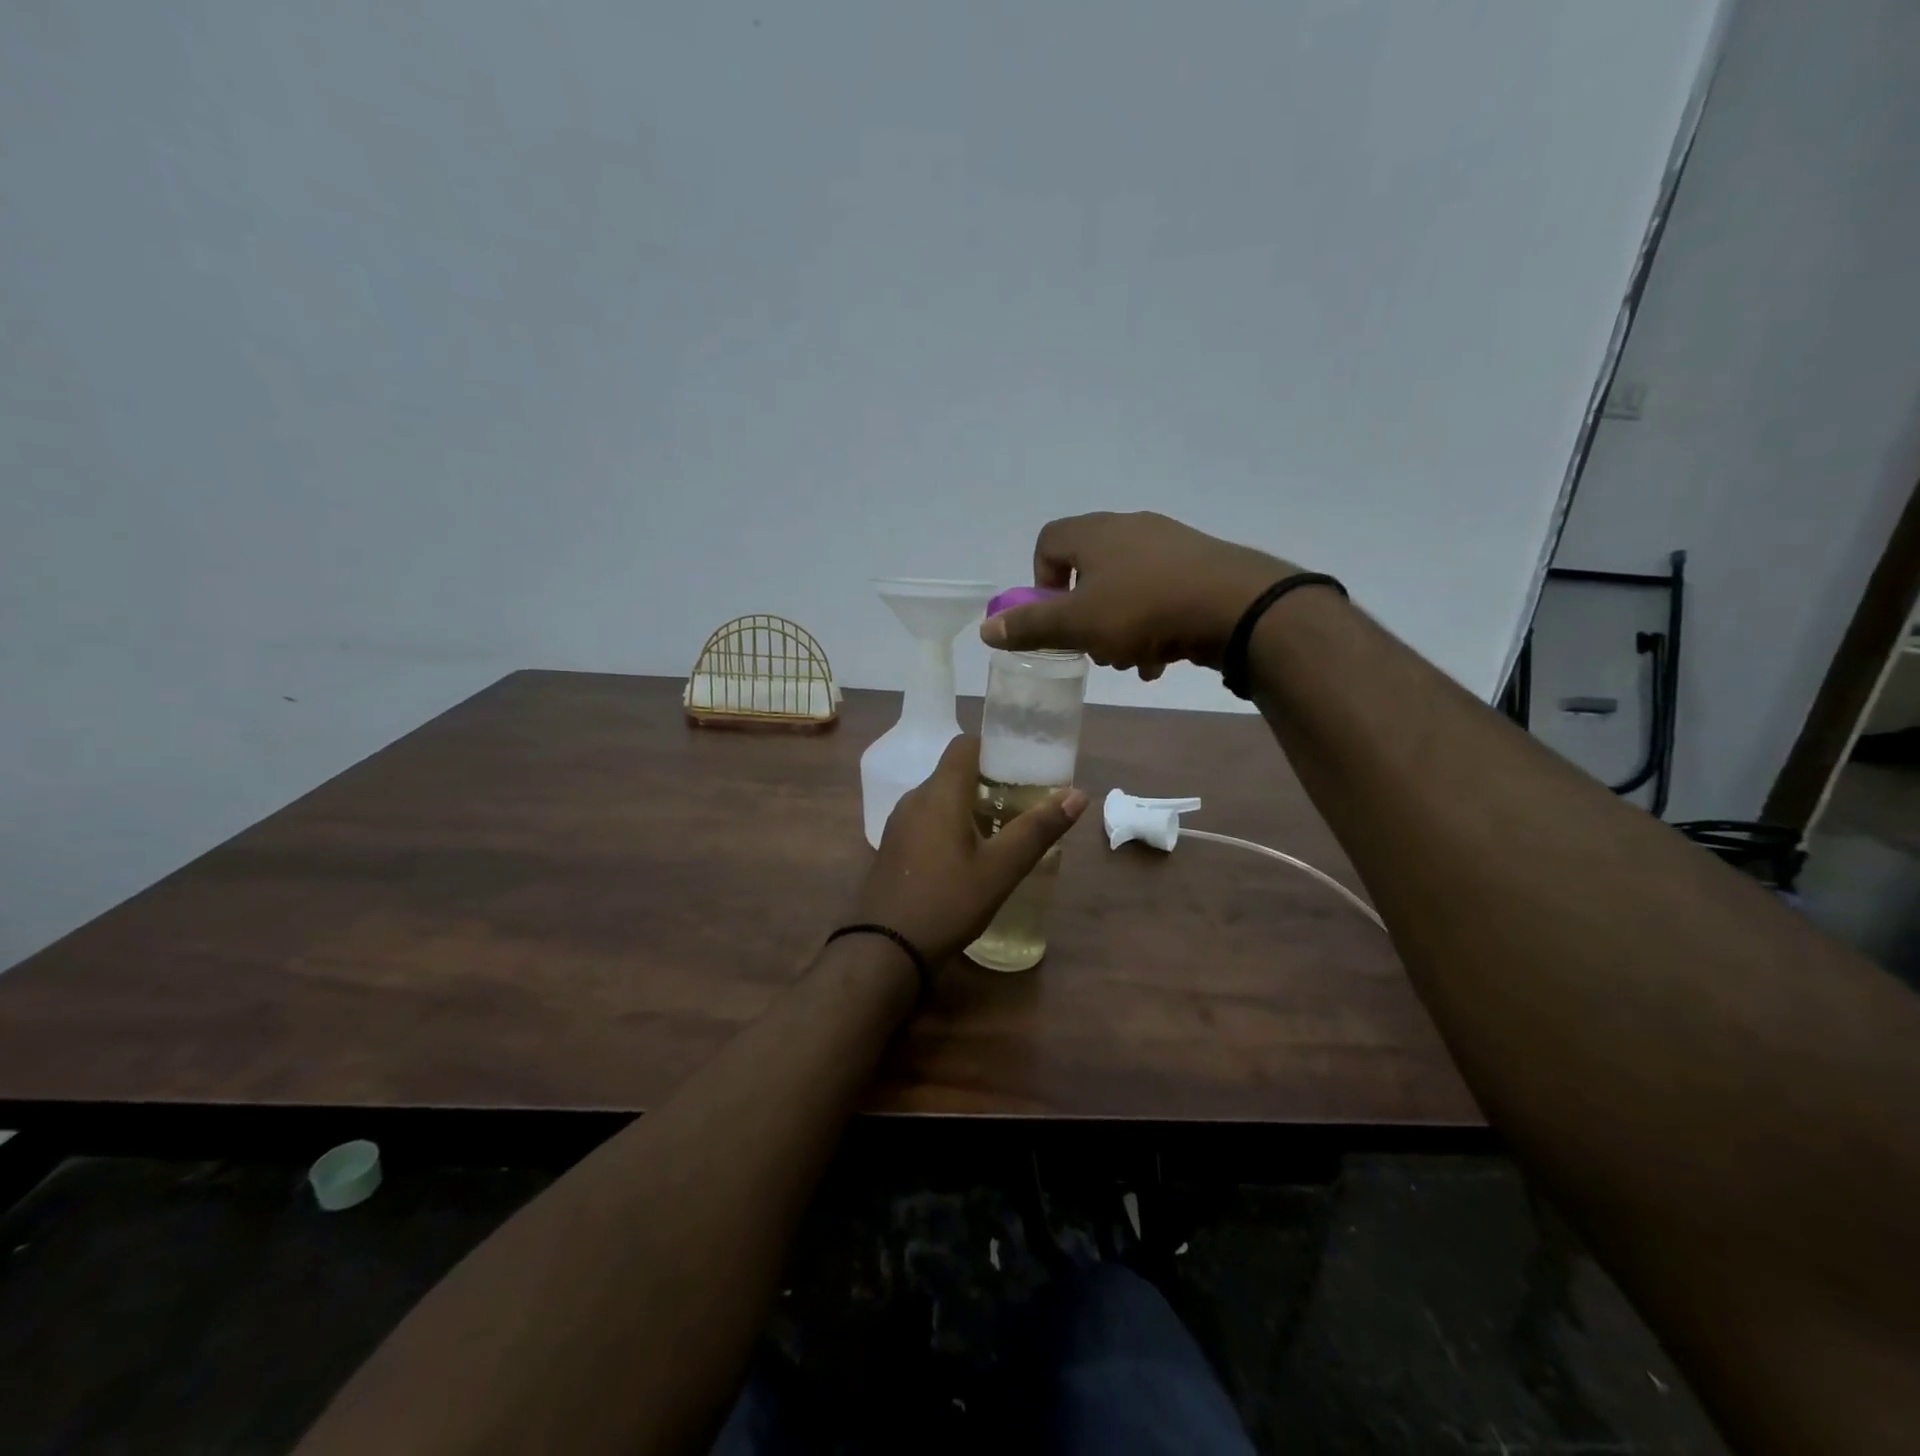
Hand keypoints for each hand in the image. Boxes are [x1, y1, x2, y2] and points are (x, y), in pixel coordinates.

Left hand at [854, 735, 1086, 963]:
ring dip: (972, 805)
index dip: (996, 748)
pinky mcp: (894, 847)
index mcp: (939, 793)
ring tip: (1005, 829)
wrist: (884, 949)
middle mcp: (914, 798)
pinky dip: (952, 824)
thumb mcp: (1001, 868)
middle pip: (955, 772)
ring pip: (941, 798)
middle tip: (1025, 801)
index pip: (966, 745)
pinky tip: (971, 855)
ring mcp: (899, 824)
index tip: (1025, 766)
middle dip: (991, 781)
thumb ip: (1039, 829)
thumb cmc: (947, 902)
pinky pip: (928, 820)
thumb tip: (1079, 795)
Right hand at [980, 511, 1296, 678]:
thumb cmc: (1145, 610)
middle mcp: (1131, 528)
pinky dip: (1153, 626)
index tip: (1054, 615)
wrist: (1238, 606)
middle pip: (1089, 570)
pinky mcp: (1202, 565)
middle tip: (1093, 645)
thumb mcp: (1078, 624)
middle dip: (1085, 615)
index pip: (1048, 541)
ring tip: (1131, 660)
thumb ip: (1031, 626)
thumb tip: (987, 630)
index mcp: (1095, 533)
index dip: (1041, 580)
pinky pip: (1161, 594)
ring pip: (1126, 588)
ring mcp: (1170, 544)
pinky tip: (1162, 659)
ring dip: (1119, 627)